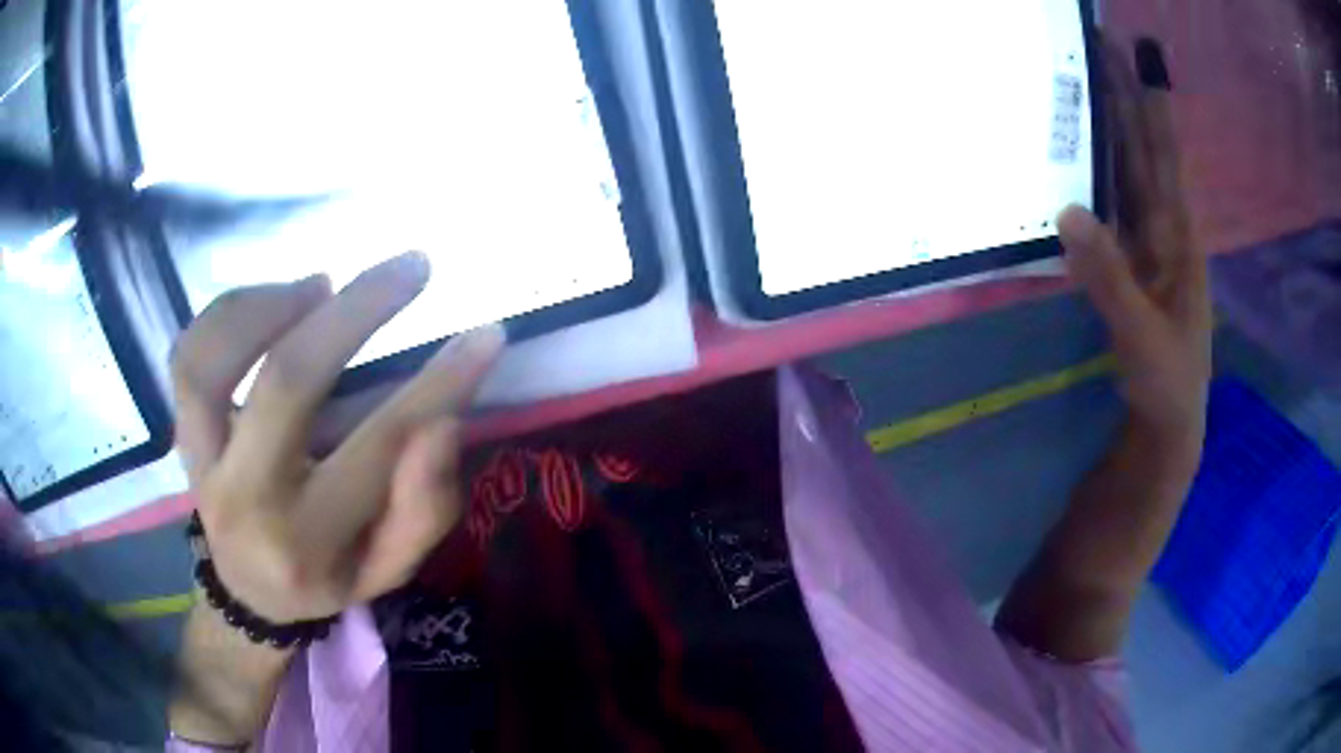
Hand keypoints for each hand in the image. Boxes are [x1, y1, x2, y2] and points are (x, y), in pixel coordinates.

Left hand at [171, 252, 503, 623]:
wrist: (248, 591)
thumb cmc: (327, 577)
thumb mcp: (389, 568)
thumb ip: (421, 509)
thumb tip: (442, 422)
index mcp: (306, 544)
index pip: (378, 450)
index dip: (438, 385)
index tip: (486, 333)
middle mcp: (244, 500)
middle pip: (287, 382)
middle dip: (356, 311)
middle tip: (411, 268)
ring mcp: (201, 463)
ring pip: (213, 361)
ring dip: (271, 304)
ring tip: (322, 284)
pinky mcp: (182, 435)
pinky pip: (188, 357)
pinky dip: (228, 311)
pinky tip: (275, 299)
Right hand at [1059, 40, 1210, 448]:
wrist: (1167, 423)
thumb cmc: (1167, 382)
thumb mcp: (1142, 336)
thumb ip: (1110, 277)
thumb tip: (1067, 208)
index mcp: (1178, 238)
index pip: (1162, 154)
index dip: (1149, 102)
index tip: (1132, 51)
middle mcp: (1164, 227)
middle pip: (1141, 148)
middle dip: (1122, 96)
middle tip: (1094, 46)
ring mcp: (1146, 242)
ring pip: (1126, 170)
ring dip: (1108, 125)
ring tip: (1082, 81)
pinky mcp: (1129, 259)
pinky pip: (1112, 203)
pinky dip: (1096, 171)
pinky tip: (1078, 152)